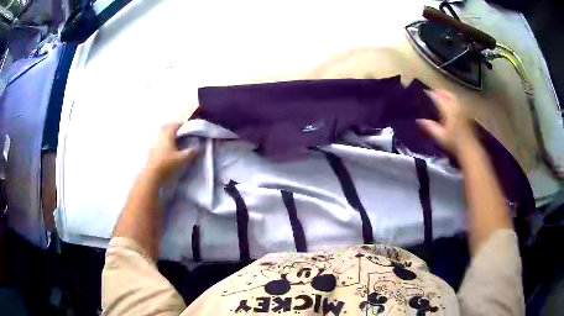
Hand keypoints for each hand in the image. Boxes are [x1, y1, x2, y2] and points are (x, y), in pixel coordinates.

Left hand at [146, 121, 197, 181]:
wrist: (153, 175)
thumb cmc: (168, 164)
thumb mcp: (183, 159)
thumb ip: (191, 152)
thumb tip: (198, 148)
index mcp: (168, 134)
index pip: (175, 124)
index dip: (182, 124)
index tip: (188, 127)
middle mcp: (160, 136)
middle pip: (167, 127)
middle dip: (173, 128)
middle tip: (180, 132)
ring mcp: (154, 143)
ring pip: (161, 134)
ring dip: (167, 135)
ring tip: (174, 141)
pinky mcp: (151, 150)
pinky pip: (158, 141)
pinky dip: (163, 142)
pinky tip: (166, 149)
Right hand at [417, 89, 476, 155]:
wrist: (469, 148)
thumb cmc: (453, 142)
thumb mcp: (439, 136)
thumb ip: (429, 127)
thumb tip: (418, 120)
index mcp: (448, 109)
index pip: (438, 97)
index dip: (430, 94)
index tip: (424, 92)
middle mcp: (455, 106)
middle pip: (446, 94)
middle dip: (439, 91)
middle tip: (433, 91)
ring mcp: (462, 109)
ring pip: (453, 96)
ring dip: (447, 94)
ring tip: (442, 94)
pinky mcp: (466, 113)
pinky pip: (458, 101)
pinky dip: (453, 99)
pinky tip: (452, 102)